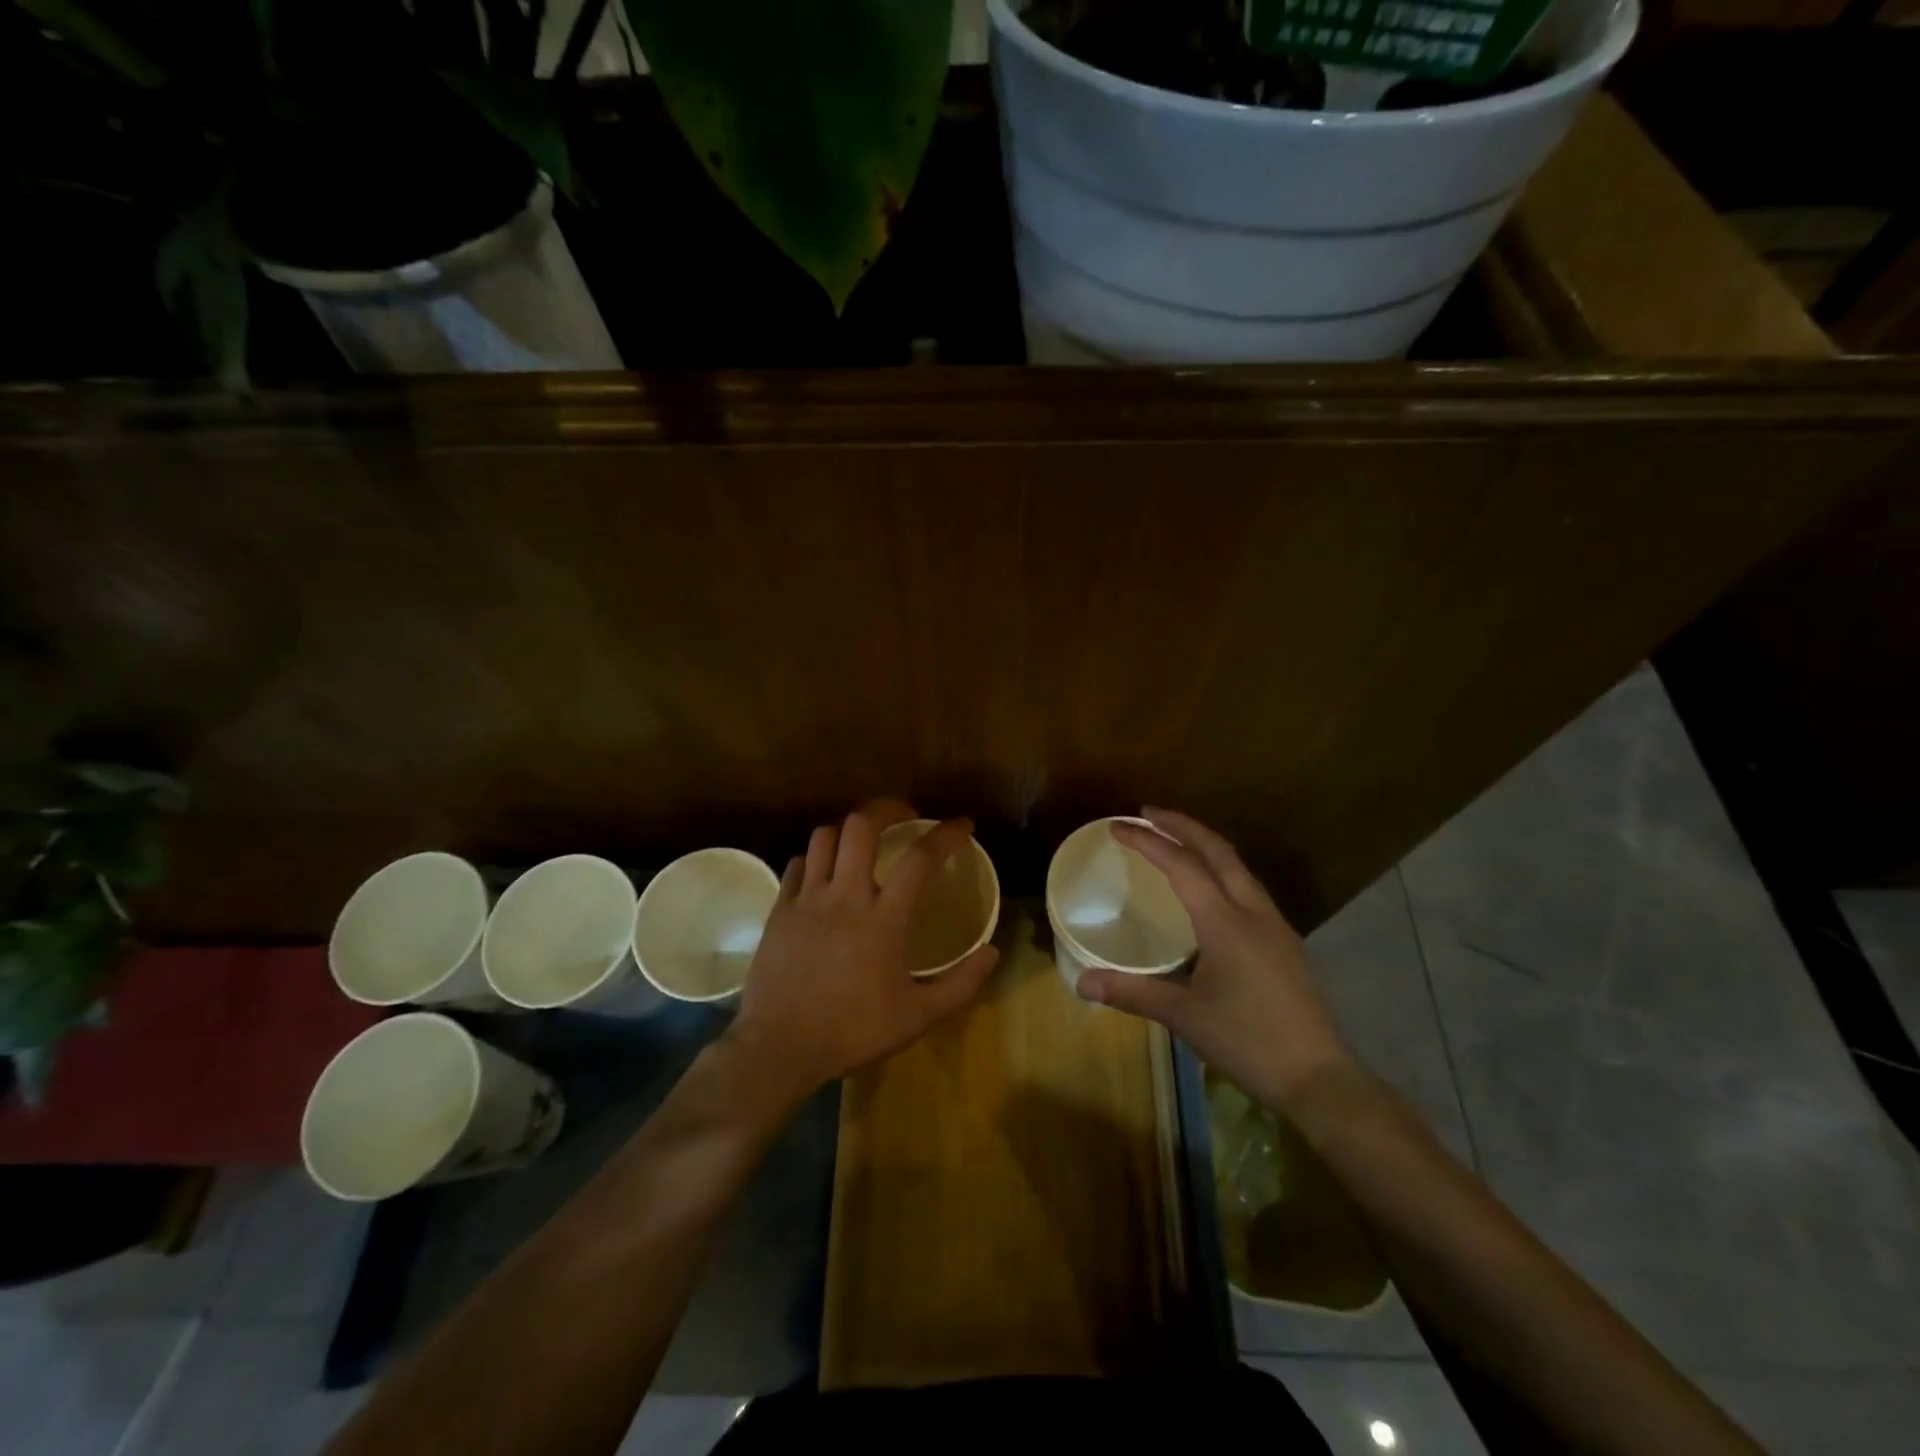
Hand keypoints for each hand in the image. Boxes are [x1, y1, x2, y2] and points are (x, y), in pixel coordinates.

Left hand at [726, 808, 999, 1101]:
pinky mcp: (779, 911)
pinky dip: (815, 859)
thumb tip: (992, 952)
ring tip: (862, 842)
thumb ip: (960, 984)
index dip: (945, 834)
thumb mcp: (917, 1017)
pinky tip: (824, 875)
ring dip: (848, 831)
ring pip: (824, 836)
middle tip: (904, 816)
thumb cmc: (852, 1031)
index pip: (920, 858)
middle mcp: (844, 896)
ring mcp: (807, 900)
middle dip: (887, 808)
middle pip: (862, 826)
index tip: (961, 826)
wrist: (778, 1048)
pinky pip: (797, 865)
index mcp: (883, 918)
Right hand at [1076, 809, 1352, 1110]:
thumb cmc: (1248, 1041)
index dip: (1147, 842)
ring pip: (1238, 867)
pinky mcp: (1285, 943)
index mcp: (1225, 922)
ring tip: (1176, 842)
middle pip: (1218, 851)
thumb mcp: (1184, 1016)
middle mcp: (1253, 912)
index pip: (1181, 866)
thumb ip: (1133, 993)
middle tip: (1148, 813)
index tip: (1118, 826)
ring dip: (1205, 845)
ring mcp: (1275, 926)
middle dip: (1182, 825)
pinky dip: (1222, 870)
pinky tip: (1211, 889)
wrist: (1319, 1078)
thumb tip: (1083, 982)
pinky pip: (1248, 888)